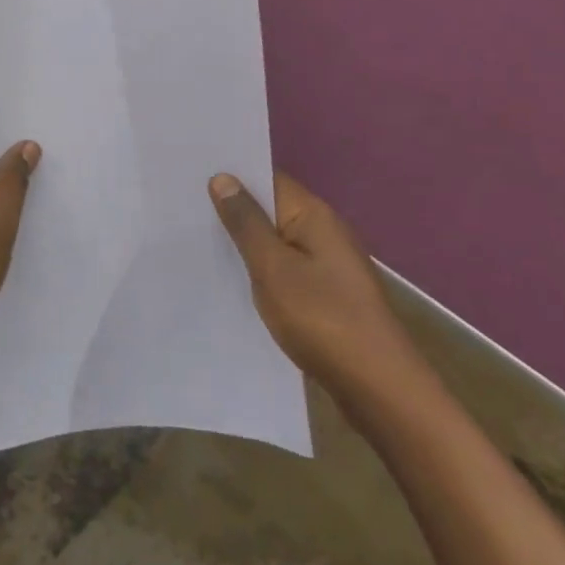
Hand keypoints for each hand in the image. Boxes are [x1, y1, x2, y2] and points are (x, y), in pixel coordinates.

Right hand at [210, 171, 423, 403]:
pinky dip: (262, 269)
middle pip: (272, 208)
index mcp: (313, 214)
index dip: (232, 174)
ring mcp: (329, 264)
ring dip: (246, 242)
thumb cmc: (323, 319)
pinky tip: (235, 281)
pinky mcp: (327, 293)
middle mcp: (324, 231)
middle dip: (234, 209)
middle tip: (184, 208)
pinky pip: (286, 268)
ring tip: (198, 241)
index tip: (191, 175)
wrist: (380, 390)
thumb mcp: (273, 268)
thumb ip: (246, 223)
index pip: (267, 178)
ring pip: (277, 240)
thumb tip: (224, 178)